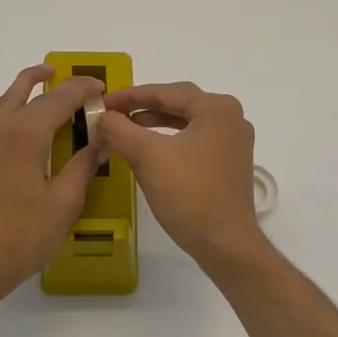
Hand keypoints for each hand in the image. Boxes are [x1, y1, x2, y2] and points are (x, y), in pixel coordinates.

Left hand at [0, 64, 107, 305]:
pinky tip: (17, 131)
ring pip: (3, 102)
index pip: (60, 98)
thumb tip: (101, 139)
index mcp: (24, 133)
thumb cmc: (22, 236)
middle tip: (74, 83)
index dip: (83, 89)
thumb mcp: (64, 202)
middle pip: (24, 89)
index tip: (102, 88)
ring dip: (25, 93)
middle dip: (50, 80)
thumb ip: (84, 164)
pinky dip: (6, 113)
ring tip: (46, 97)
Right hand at [98, 82, 267, 271]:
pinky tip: (150, 151)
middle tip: (113, 112)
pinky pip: (195, 141)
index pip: (167, 92)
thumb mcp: (147, 156)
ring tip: (126, 128)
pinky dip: (170, 141)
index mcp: (217, 108)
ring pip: (187, 124)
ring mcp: (234, 143)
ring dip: (156, 124)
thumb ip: (120, 129)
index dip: (131, 96)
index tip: (104, 101)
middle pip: (179, 104)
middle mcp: (232, 118)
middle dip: (144, 107)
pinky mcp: (230, 164)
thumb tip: (103, 116)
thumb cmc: (189, 194)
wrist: (225, 244)